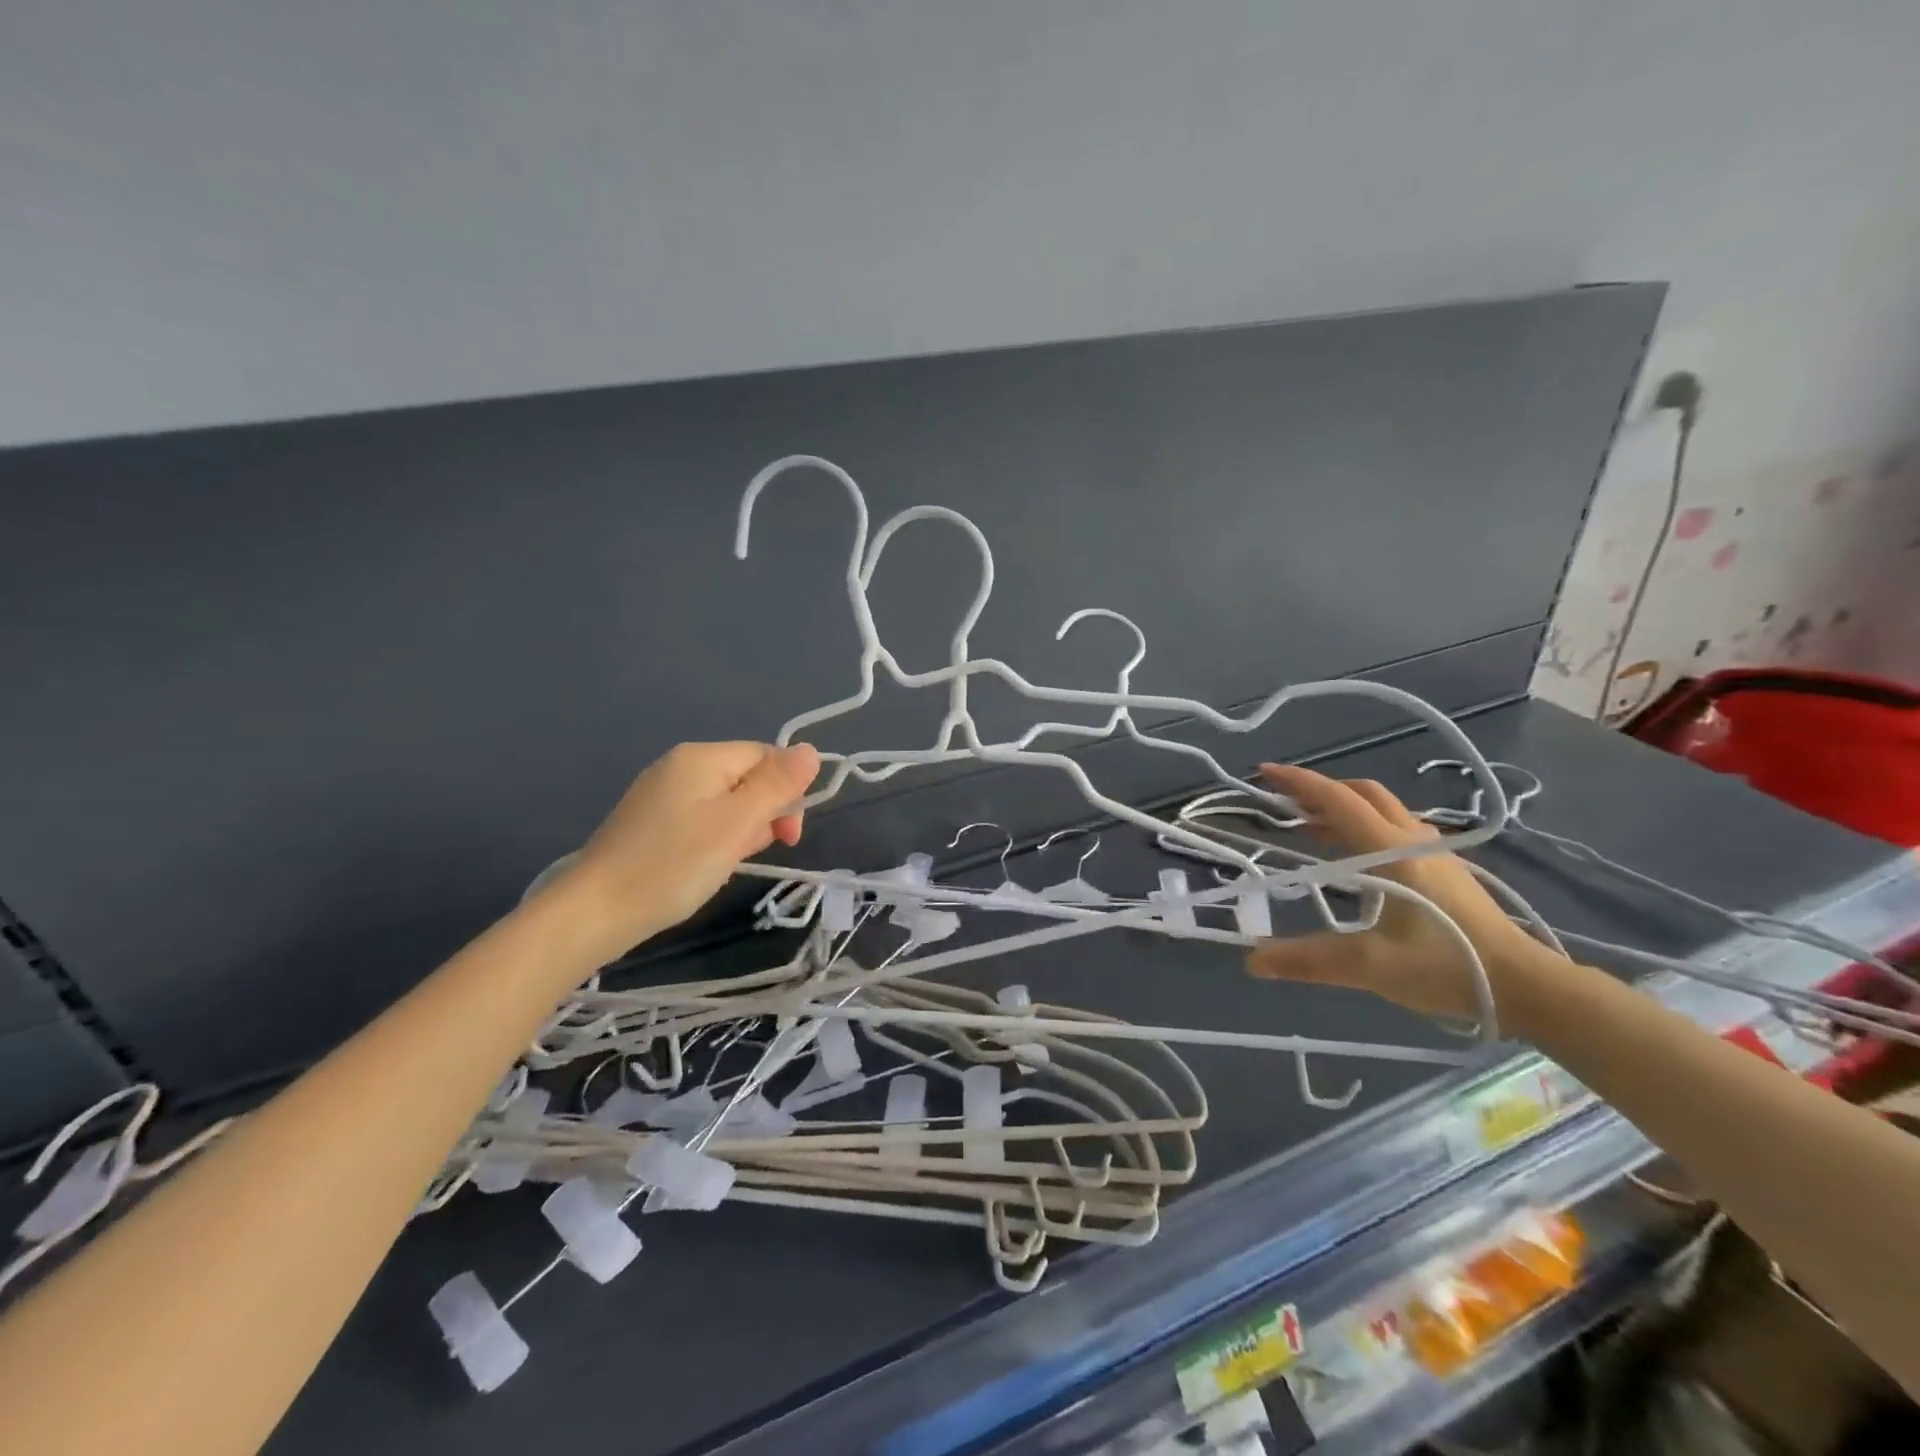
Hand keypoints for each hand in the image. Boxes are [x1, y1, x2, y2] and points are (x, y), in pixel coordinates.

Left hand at [541, 741, 820, 958]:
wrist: (594, 912)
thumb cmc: (674, 865)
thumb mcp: (737, 824)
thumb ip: (777, 785)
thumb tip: (812, 750)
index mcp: (702, 757)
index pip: (767, 756)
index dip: (787, 792)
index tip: (787, 837)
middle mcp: (680, 765)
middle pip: (747, 777)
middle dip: (762, 814)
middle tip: (749, 852)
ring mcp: (661, 793)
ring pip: (726, 802)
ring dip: (739, 830)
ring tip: (723, 863)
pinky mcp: (650, 821)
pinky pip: (701, 818)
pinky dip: (714, 840)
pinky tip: (704, 866)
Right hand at [1244, 763, 1559, 1022]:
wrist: (1529, 986)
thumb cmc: (1447, 967)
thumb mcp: (1370, 966)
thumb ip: (1308, 960)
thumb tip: (1251, 960)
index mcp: (1391, 850)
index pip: (1338, 801)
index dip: (1298, 782)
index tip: (1265, 772)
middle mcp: (1412, 839)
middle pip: (1362, 793)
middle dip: (1321, 790)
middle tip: (1286, 803)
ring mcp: (1435, 851)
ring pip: (1383, 808)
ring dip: (1344, 807)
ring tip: (1312, 827)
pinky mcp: (1447, 867)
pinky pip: (1397, 827)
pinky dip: (1365, 825)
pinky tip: (1358, 856)